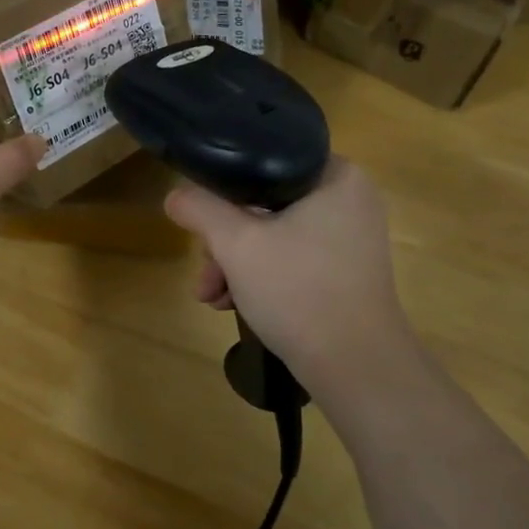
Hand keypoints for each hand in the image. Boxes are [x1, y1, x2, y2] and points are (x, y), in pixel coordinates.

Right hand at [163, 158, 413, 386]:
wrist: (354, 365)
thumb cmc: (298, 290)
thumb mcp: (236, 243)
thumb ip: (200, 209)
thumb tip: (174, 194)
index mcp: (335, 176)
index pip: (264, 162)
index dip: (223, 188)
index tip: (200, 220)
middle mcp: (349, 199)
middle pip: (264, 205)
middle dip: (224, 242)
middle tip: (206, 274)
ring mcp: (349, 238)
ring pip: (274, 235)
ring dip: (235, 264)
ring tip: (211, 298)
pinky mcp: (345, 271)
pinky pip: (292, 258)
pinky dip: (261, 277)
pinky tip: (234, 304)